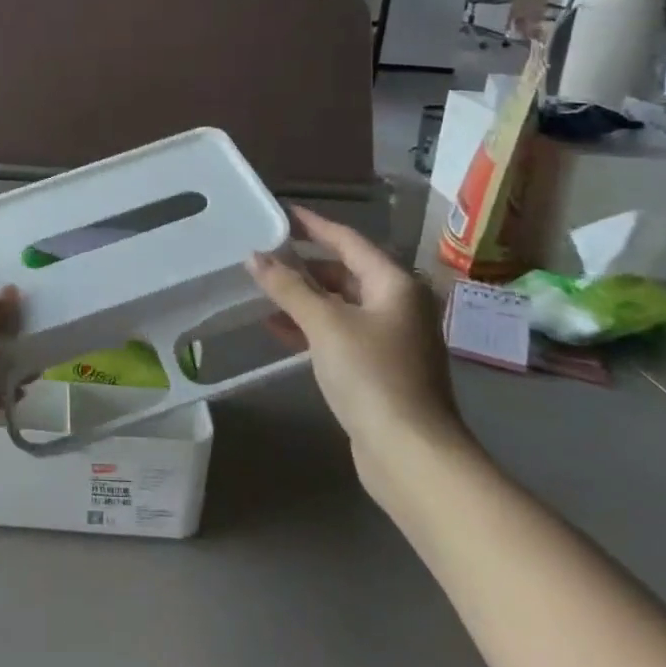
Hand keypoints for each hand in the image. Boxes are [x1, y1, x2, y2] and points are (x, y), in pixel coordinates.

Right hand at [247, 207, 464, 469]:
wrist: (410, 453)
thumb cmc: (371, 375)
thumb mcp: (324, 324)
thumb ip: (288, 287)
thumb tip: (255, 257)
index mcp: (395, 284)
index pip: (348, 240)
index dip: (314, 225)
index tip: (282, 213)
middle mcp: (398, 305)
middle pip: (346, 272)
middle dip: (305, 264)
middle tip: (265, 253)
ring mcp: (392, 338)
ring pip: (341, 304)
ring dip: (304, 297)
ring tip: (263, 288)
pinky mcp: (380, 368)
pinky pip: (340, 332)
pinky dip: (311, 326)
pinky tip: (279, 328)